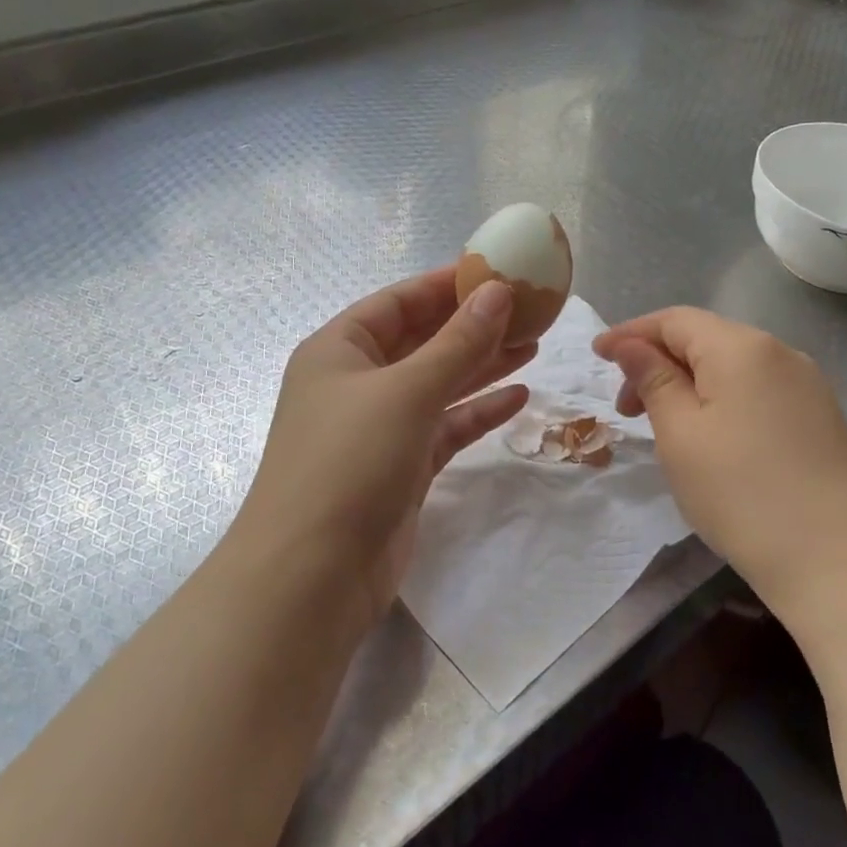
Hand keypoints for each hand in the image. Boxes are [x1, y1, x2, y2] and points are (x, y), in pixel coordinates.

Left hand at [237, 268, 534, 625]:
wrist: (313, 575)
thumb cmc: (350, 461)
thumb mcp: (406, 391)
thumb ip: (456, 342)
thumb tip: (498, 292)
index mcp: (339, 350)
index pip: (398, 302)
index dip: (445, 284)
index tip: (497, 271)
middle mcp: (357, 383)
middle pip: (421, 341)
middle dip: (471, 325)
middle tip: (528, 310)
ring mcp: (379, 427)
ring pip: (438, 384)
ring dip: (482, 365)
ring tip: (533, 345)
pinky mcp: (402, 467)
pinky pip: (445, 427)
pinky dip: (478, 412)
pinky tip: (519, 397)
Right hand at [593, 307, 846, 622]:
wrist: (835, 560)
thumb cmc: (740, 493)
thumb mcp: (680, 433)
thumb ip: (653, 379)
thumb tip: (631, 345)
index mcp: (742, 348)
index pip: (674, 320)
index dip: (630, 333)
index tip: (596, 356)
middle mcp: (780, 352)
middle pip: (704, 338)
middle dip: (658, 362)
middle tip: (626, 408)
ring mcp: (807, 384)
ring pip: (731, 365)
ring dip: (688, 382)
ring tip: (663, 424)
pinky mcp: (819, 415)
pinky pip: (757, 389)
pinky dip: (721, 398)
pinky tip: (710, 434)